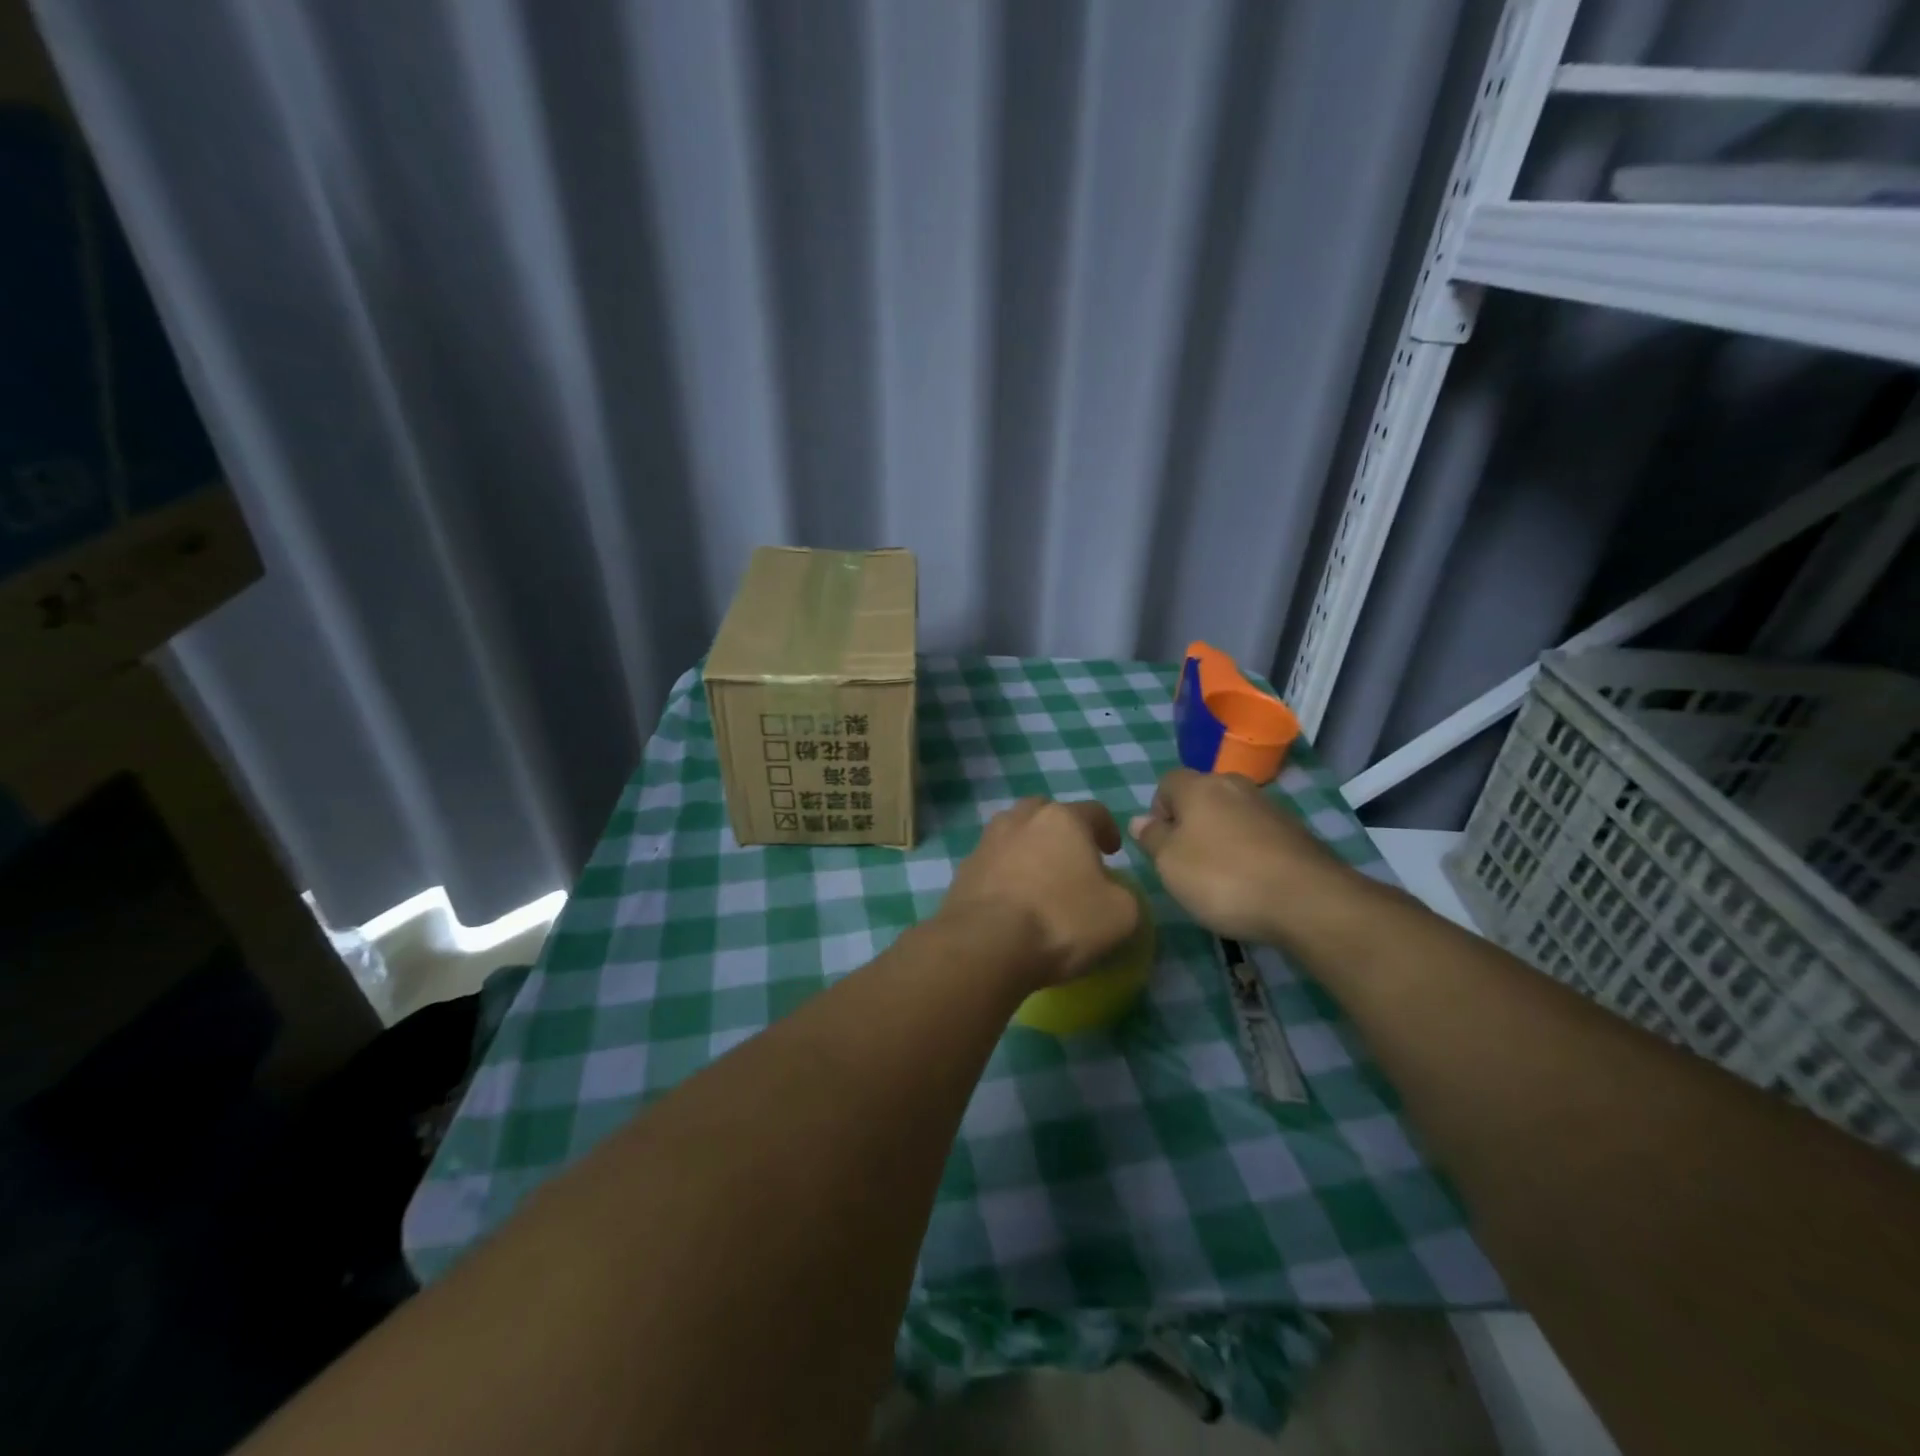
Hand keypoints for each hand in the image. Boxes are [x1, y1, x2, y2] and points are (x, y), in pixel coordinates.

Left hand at [940, 798, 1138, 985]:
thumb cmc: (1061, 921)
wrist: (986, 944)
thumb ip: (1124, 894)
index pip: (1094, 812)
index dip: (1108, 830)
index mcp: (1063, 819)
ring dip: (1028, 848)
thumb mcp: (1121, 914)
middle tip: (1072, 860)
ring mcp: (987, 841)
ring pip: (1014, 833)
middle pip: (1046, 813)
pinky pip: (992, 862)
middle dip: (1061, 831)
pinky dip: (1004, 873)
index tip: (1112, 853)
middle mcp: (1021, 818)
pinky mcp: (964, 868)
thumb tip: (1111, 891)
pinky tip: (1011, 900)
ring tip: (1038, 878)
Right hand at [1128, 769, 1356, 945]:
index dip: (1158, 811)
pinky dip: (1250, 852)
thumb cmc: (1223, 877)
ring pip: (1232, 815)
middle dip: (1191, 824)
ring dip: (1222, 838)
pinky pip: (1259, 835)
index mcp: (1199, 786)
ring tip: (1221, 878)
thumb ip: (1151, 839)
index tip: (1161, 845)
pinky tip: (1252, 883)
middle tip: (1187, 862)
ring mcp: (1270, 807)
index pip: (1167, 783)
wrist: (1307, 900)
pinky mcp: (1296, 832)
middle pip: (1202, 796)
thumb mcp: (1169, 864)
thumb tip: (1140, 820)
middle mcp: (1235, 786)